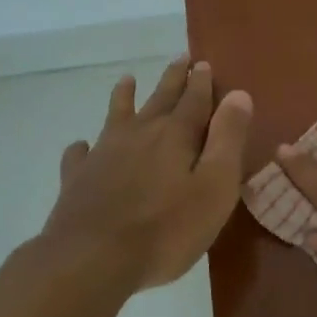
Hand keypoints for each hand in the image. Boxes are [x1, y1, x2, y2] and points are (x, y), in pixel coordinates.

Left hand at [42, 57, 252, 293]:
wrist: (92, 258)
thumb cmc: (166, 229)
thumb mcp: (214, 187)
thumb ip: (227, 139)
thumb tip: (238, 94)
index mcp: (176, 136)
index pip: (194, 100)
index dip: (201, 82)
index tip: (203, 62)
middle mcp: (139, 135)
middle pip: (159, 100)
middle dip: (172, 79)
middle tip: (180, 58)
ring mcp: (104, 154)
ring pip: (117, 116)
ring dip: (124, 97)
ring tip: (127, 80)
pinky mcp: (77, 179)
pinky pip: (80, 154)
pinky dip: (83, 147)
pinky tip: (81, 146)